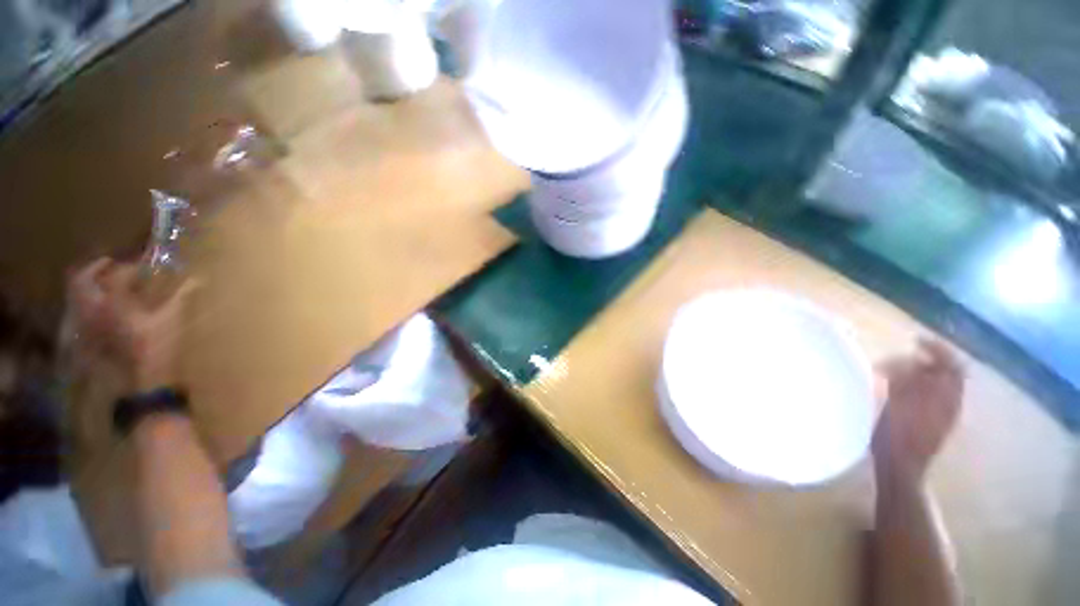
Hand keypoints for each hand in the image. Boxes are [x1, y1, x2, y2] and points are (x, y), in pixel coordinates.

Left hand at [67, 258, 197, 390]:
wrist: (142, 383)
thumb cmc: (158, 348)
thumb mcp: (171, 321)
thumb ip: (180, 297)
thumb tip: (197, 279)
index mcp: (113, 302)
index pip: (117, 274)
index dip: (130, 268)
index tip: (144, 267)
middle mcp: (92, 309)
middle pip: (82, 281)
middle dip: (95, 269)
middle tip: (109, 264)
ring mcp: (84, 326)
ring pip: (75, 298)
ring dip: (86, 287)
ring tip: (102, 285)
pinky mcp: (84, 340)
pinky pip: (77, 316)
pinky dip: (84, 306)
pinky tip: (97, 310)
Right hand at [873, 339, 963, 484]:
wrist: (903, 469)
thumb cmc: (895, 438)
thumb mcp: (896, 407)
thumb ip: (905, 382)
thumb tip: (906, 359)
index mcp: (946, 397)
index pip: (952, 363)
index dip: (937, 348)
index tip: (914, 339)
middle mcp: (952, 401)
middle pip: (949, 370)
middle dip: (928, 358)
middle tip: (904, 352)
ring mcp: (946, 411)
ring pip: (942, 381)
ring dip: (922, 370)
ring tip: (898, 369)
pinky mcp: (937, 419)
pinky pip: (936, 392)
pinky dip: (921, 383)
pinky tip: (903, 387)